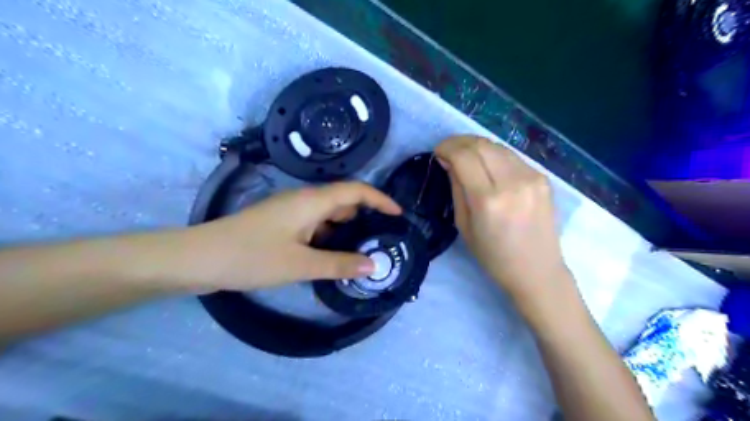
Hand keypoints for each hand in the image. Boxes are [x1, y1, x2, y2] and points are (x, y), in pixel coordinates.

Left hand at [178, 183, 400, 290]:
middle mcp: (303, 200)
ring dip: (346, 230)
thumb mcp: (300, 264)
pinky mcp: (281, 224)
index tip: (398, 215)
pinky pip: (314, 226)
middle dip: (366, 217)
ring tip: (362, 251)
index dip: (380, 199)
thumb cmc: (252, 257)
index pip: (355, 191)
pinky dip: (328, 237)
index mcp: (311, 201)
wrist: (199, 258)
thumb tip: (373, 265)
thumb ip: (339, 264)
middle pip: (343, 201)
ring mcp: (290, 212)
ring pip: (328, 215)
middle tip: (382, 240)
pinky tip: (332, 257)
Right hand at [434, 137, 567, 306]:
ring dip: (477, 146)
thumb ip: (457, 188)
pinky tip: (488, 165)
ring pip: (498, 146)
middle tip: (448, 150)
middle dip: (459, 142)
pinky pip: (512, 157)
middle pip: (481, 144)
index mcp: (488, 200)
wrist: (537, 270)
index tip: (438, 153)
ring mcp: (532, 177)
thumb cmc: (494, 256)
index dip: (447, 147)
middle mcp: (513, 182)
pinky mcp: (543, 177)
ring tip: (465, 156)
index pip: (464, 156)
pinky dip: (494, 155)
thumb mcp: (464, 226)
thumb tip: (448, 161)